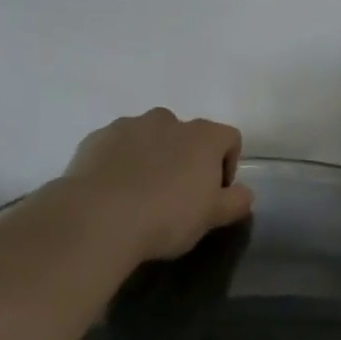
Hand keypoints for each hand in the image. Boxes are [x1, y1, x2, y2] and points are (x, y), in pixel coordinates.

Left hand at [60, 109, 254, 261]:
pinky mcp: (96, 138)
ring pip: (150, 137)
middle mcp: (167, 121)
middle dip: (187, 159)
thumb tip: (244, 193)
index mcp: (202, 136)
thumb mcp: (212, 218)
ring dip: (153, 157)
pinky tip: (115, 192)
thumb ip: (235, 202)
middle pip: (188, 135)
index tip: (215, 193)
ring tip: (143, 194)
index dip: (228, 164)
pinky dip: (122, 162)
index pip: (229, 138)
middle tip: (178, 195)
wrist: (98, 218)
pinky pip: (118, 146)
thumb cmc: (167, 217)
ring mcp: (128, 126)